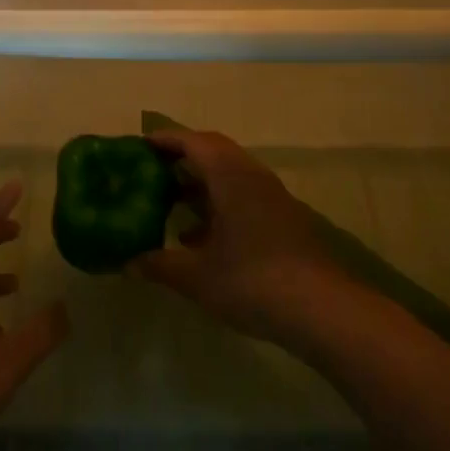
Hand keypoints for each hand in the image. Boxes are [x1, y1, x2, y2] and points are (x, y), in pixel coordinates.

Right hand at [130, 129, 349, 347]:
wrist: (323, 311)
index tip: (139, 146)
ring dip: (200, 185)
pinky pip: (242, 199)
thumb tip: (126, 263)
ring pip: (229, 177)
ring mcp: (271, 199)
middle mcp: (252, 177)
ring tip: (168, 204)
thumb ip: (159, 265)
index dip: (166, 140)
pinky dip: (218, 207)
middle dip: (181, 159)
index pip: (194, 141)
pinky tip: (198, 239)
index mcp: (230, 176)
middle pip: (213, 153)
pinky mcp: (282, 221)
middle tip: (150, 172)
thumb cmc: (253, 281)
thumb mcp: (197, 277)